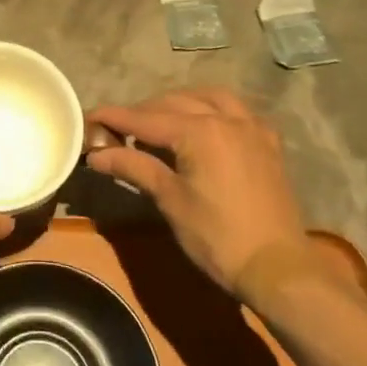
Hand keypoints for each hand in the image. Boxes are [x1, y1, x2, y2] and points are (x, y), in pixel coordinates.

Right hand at [86, 88, 310, 296]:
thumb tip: (96, 154)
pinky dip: (213, 109)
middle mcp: (225, 118)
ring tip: (159, 122)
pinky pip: (236, 110)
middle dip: (142, 112)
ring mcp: (251, 128)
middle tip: (118, 130)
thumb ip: (133, 167)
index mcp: (198, 131)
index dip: (113, 118)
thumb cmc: (217, 237)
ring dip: (179, 103)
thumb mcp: (170, 200)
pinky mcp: (267, 143)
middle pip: (173, 103)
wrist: (278, 268)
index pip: (144, 119)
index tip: (88, 117)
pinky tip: (204, 125)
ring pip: (207, 97)